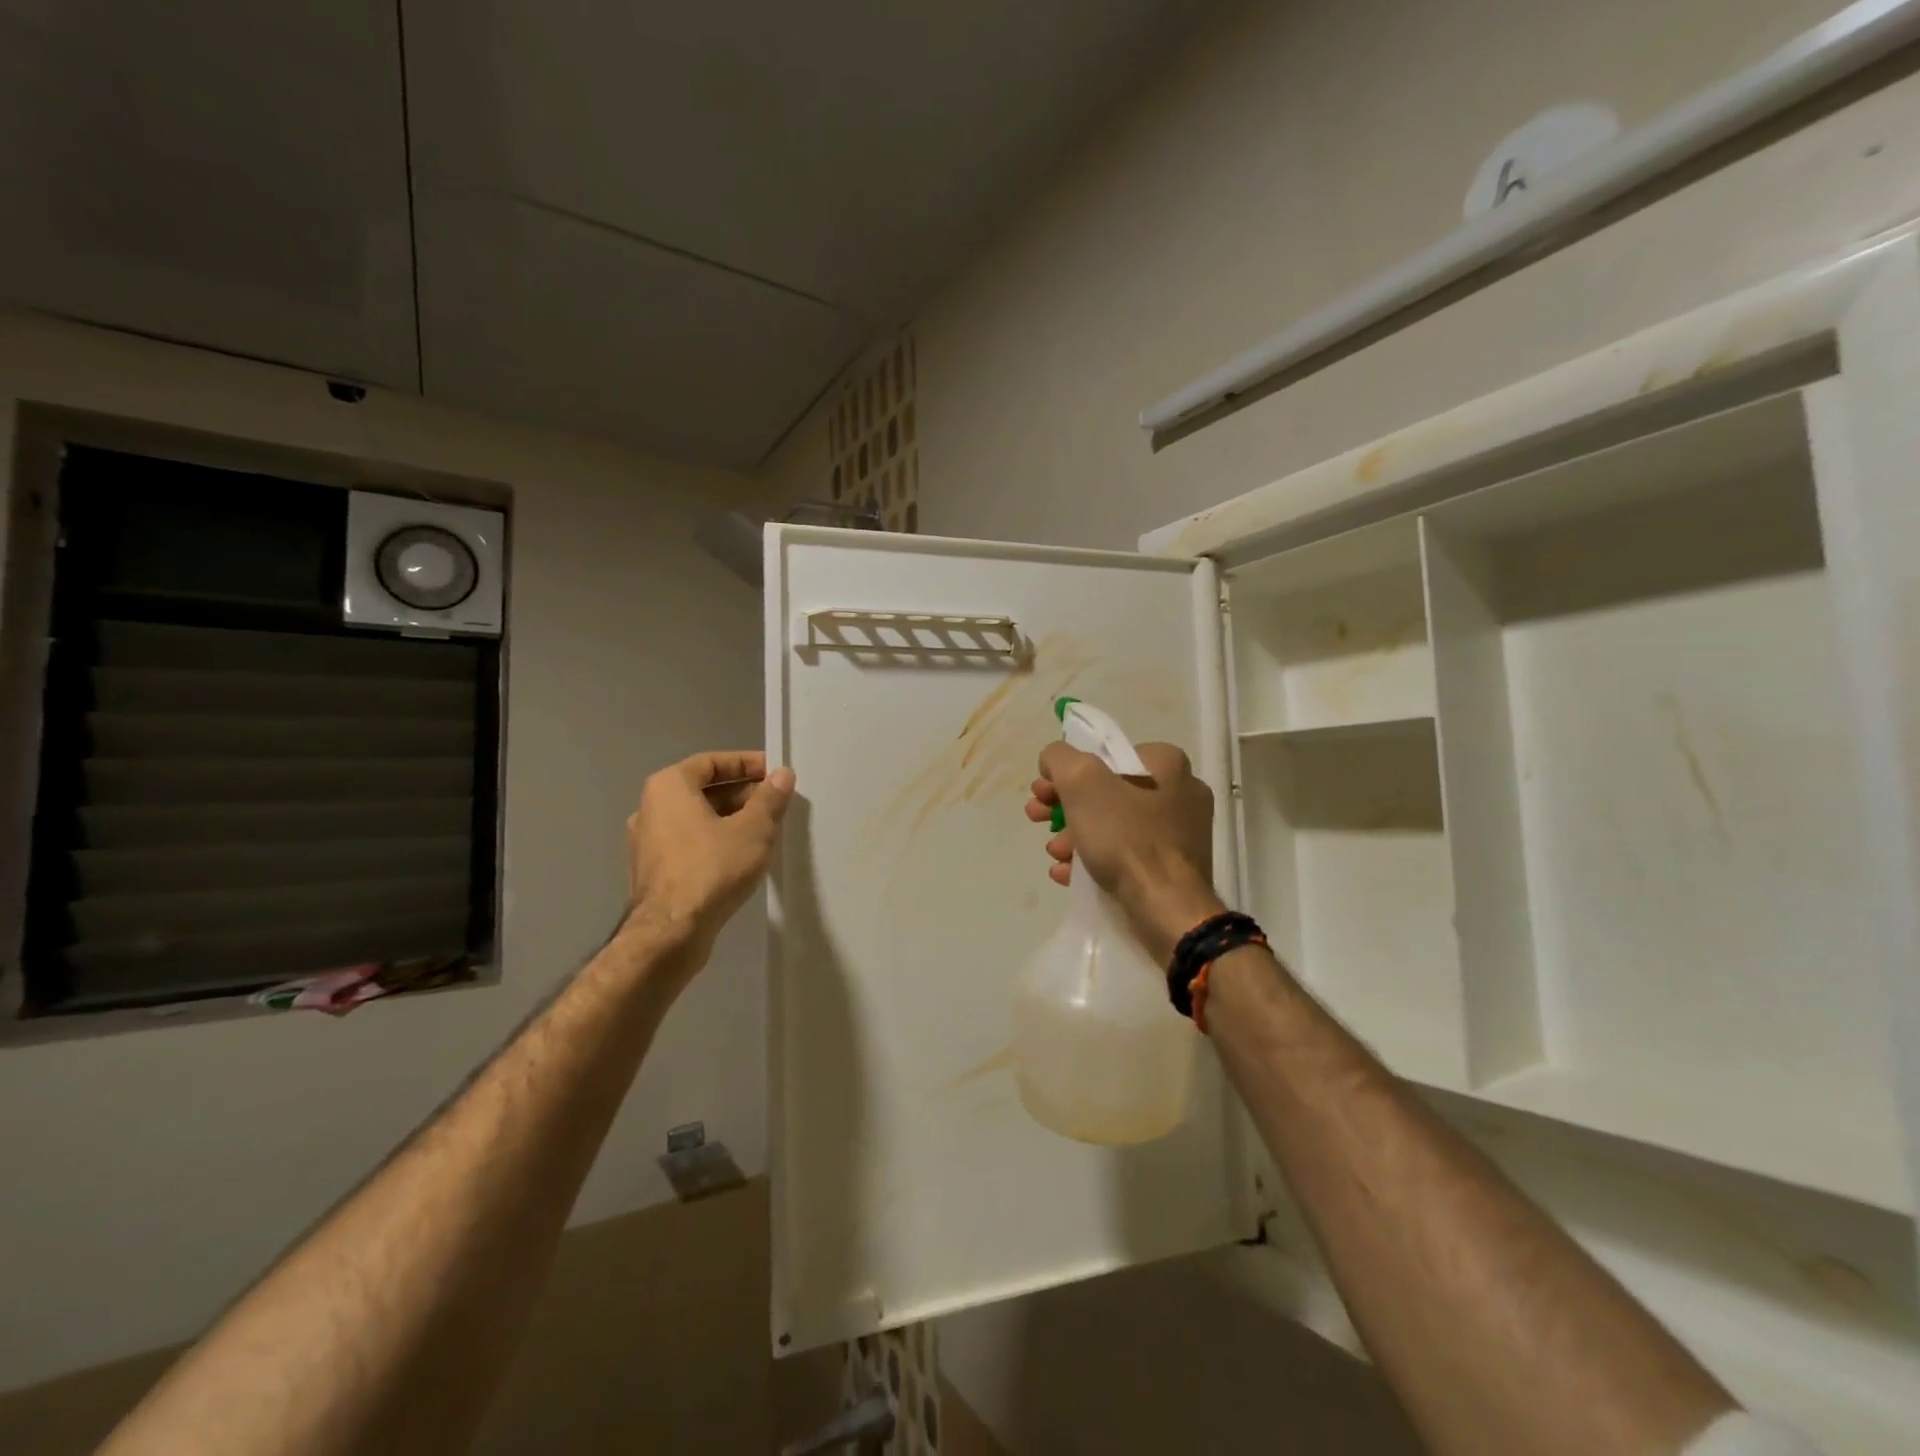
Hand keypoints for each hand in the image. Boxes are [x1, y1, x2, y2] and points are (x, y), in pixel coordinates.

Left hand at [623, 750, 795, 974]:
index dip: (746, 763)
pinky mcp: (655, 871)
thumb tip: (783, 775)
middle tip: (776, 804)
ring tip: (766, 831)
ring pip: (698, 819)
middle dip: (743, 794)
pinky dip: (716, 841)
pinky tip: (743, 857)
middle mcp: (651, 808)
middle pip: (704, 790)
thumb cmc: (712, 868)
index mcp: (669, 787)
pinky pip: (690, 843)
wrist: (670, 933)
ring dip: (732, 819)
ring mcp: (648, 842)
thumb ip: (769, 798)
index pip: (712, 762)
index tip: (774, 773)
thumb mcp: (753, 830)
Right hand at [1025, 741, 1224, 963]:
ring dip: (1075, 835)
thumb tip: (1054, 761)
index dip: (1066, 771)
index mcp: (1167, 763)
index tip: (1042, 793)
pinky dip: (1095, 858)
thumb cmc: (1126, 837)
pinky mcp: (1175, 867)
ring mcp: (1181, 832)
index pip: (1104, 755)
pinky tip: (1068, 873)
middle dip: (1065, 806)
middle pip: (1107, 790)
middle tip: (1038, 819)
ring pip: (1114, 824)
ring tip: (1053, 854)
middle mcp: (1181, 791)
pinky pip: (1127, 853)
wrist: (1167, 908)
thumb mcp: (1081, 782)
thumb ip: (1060, 758)